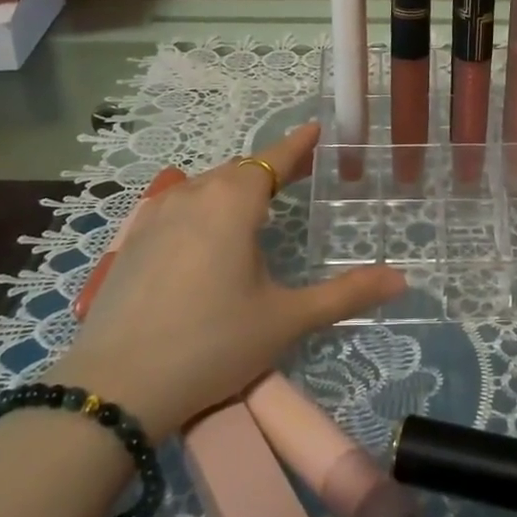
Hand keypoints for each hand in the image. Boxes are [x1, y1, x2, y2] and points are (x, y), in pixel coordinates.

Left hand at [50, 123, 402, 438]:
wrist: (115, 387)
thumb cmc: (212, 344)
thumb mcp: (285, 320)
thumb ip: (345, 295)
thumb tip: (401, 280)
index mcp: (232, 202)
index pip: (273, 159)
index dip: (298, 145)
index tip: (316, 129)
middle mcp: (192, 196)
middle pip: (239, 171)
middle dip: (271, 170)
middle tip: (298, 176)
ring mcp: (155, 217)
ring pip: (205, 188)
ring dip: (235, 189)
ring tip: (258, 207)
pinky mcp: (132, 243)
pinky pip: (179, 209)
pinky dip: (203, 209)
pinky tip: (207, 237)